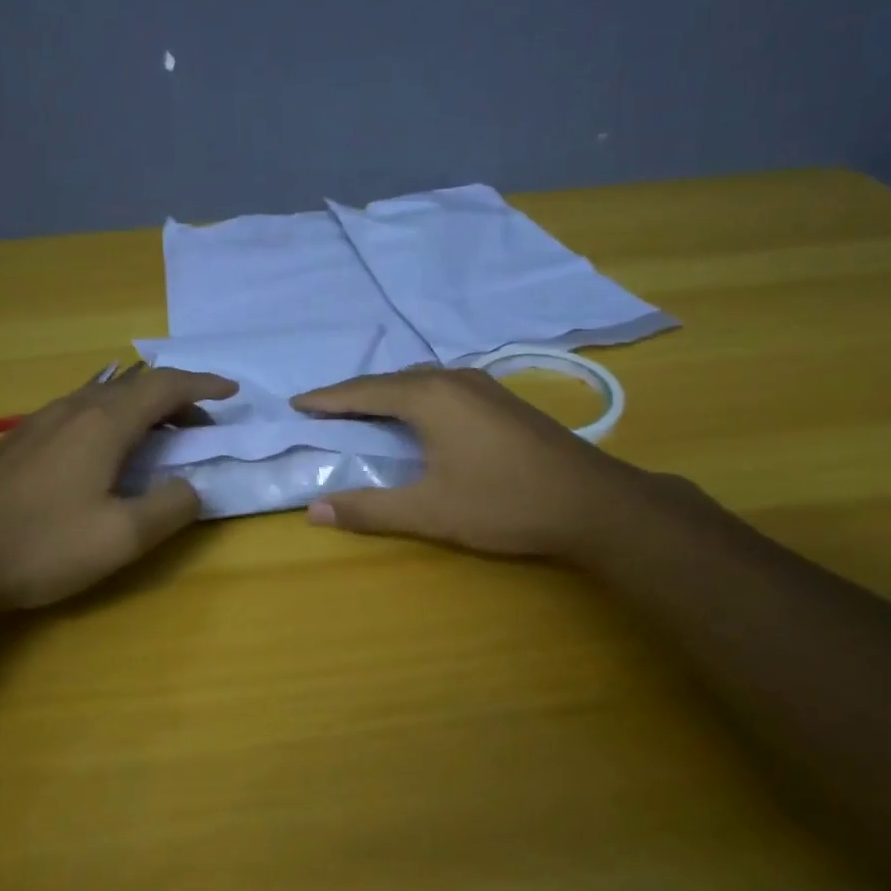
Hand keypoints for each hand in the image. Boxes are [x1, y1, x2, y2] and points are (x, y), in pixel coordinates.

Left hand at [0, 366, 236, 613]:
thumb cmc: (42, 546)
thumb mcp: (122, 538)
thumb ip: (170, 507)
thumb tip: (192, 486)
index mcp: (103, 424)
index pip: (165, 386)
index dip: (203, 385)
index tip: (232, 391)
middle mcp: (73, 409)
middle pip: (136, 386)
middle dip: (177, 398)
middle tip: (203, 426)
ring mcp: (40, 421)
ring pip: (105, 397)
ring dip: (143, 409)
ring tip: (162, 437)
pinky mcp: (20, 440)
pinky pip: (81, 411)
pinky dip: (113, 418)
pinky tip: (107, 452)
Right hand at [292, 367, 654, 563]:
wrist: (593, 501)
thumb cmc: (504, 503)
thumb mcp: (430, 512)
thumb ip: (369, 509)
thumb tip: (313, 511)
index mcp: (429, 397)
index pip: (363, 392)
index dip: (327, 400)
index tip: (296, 404)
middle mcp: (453, 379)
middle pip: (390, 381)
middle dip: (353, 395)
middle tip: (323, 412)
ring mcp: (483, 385)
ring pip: (419, 381)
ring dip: (386, 395)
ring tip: (362, 413)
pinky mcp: (502, 399)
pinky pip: (442, 388)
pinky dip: (415, 399)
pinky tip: (418, 419)